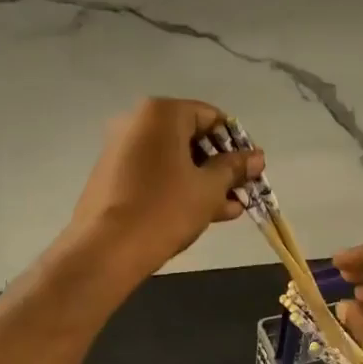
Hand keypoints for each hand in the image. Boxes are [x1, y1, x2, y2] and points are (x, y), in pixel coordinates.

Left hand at [63, 98, 262, 282]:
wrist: (106, 250)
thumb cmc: (164, 210)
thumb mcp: (208, 189)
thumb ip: (233, 169)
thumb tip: (256, 157)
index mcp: (161, 113)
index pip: (211, 117)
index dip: (236, 143)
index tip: (251, 170)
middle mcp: (137, 122)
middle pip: (191, 137)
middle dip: (220, 166)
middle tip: (242, 192)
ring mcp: (121, 149)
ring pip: (174, 160)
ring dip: (203, 181)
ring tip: (229, 209)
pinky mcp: (113, 176)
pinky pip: (156, 174)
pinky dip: (179, 188)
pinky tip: (202, 213)